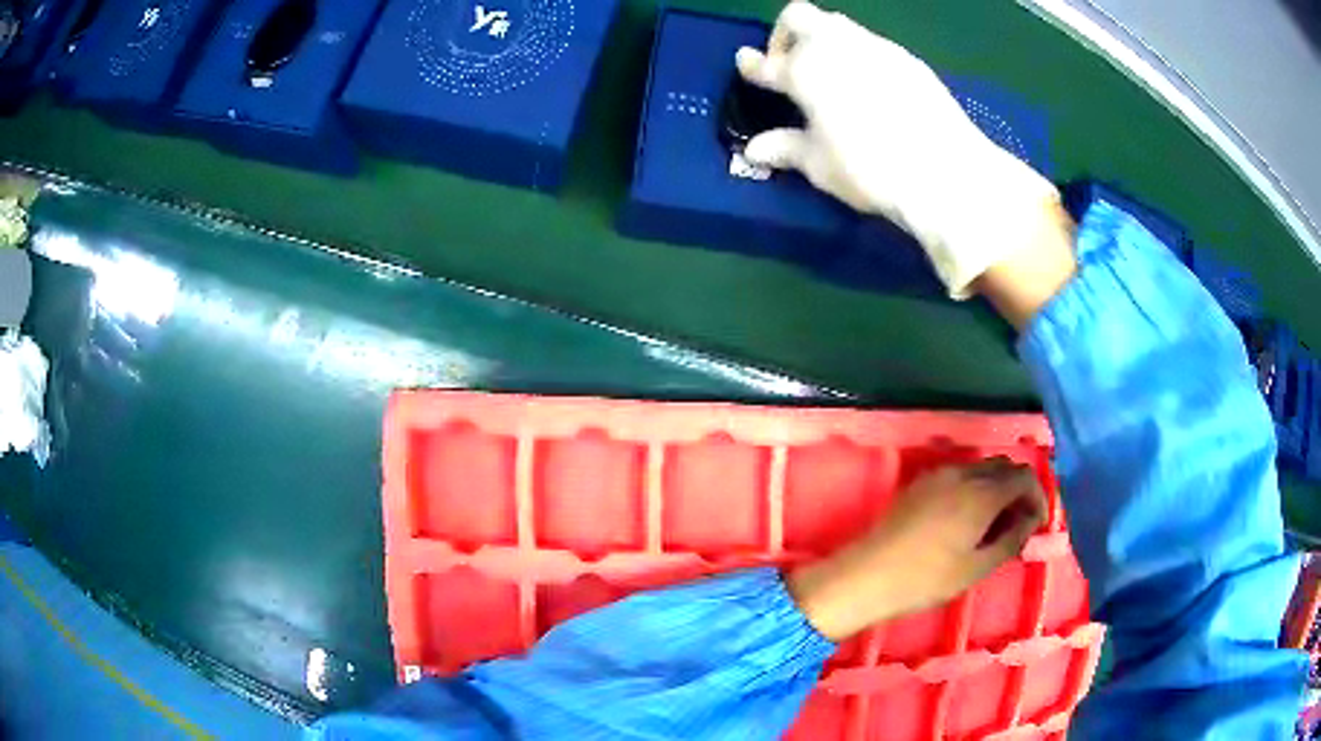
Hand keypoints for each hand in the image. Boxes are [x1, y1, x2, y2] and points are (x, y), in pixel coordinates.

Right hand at [736, 2, 1069, 300]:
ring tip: (829, 74)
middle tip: (789, 65)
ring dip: (823, 41)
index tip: (746, 65)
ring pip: (837, 24)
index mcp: (805, 71)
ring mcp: (876, 47)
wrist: (945, 171)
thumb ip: (785, 148)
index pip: (767, 62)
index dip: (752, 64)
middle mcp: (836, 46)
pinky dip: (858, 54)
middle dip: (785, 34)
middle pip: (798, 16)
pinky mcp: (907, 59)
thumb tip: (754, 150)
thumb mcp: (820, 166)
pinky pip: (871, 43)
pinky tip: (868, 85)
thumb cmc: (870, 170)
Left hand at [786, 459, 1046, 641]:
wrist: (867, 575)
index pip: (1024, 476)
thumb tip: (1029, 519)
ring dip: (996, 489)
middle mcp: (962, 473)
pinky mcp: (920, 483)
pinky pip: (959, 475)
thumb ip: (1011, 538)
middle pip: (1004, 467)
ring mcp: (938, 474)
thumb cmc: (926, 578)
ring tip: (993, 527)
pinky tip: (967, 520)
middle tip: (1017, 525)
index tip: (1036, 524)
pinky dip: (974, 488)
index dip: (1038, 496)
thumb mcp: (977, 567)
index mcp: (981, 492)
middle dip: (1018, 490)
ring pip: (981, 469)